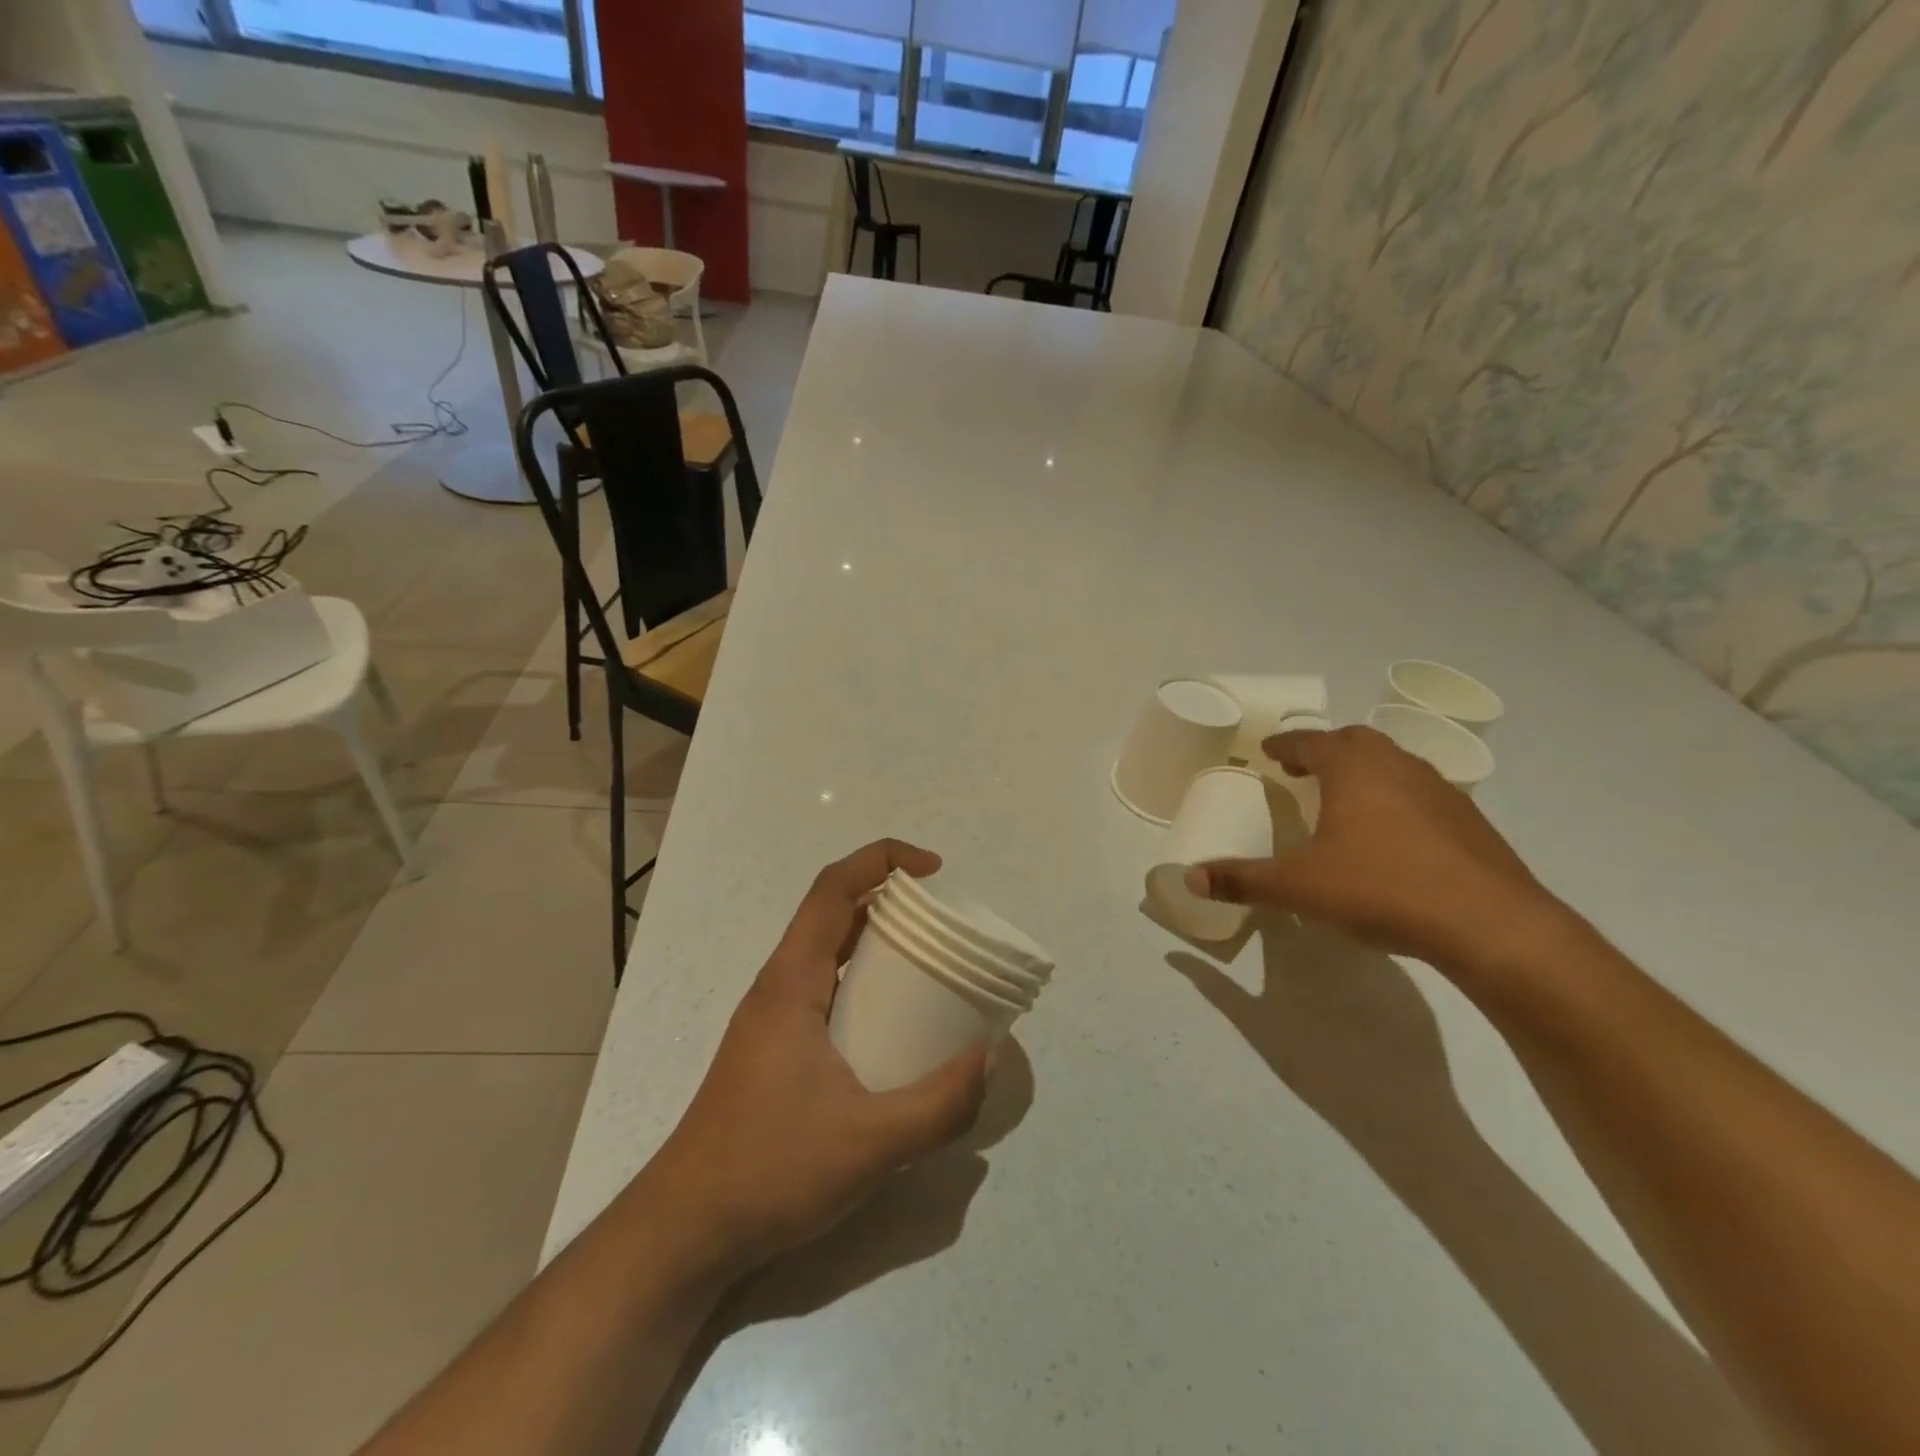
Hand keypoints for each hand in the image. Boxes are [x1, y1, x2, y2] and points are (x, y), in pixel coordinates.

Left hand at [641, 839, 989, 1277]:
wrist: (685, 1232)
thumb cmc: (768, 1172)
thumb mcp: (868, 1144)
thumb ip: (938, 1105)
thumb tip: (989, 1058)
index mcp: (792, 982)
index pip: (833, 888)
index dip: (883, 859)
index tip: (935, 870)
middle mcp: (779, 987)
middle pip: (833, 913)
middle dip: (890, 898)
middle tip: (944, 922)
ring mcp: (774, 1019)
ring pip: (829, 952)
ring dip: (877, 940)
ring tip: (931, 963)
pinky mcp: (776, 1049)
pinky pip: (827, 988)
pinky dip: (866, 981)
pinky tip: (896, 1024)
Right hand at [1186, 726, 1566, 973]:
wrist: (1490, 925)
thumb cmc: (1381, 888)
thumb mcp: (1299, 887)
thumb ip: (1243, 880)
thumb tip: (1190, 877)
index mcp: (1353, 768)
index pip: (1311, 741)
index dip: (1285, 744)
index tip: (1270, 750)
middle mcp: (1397, 766)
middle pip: (1356, 742)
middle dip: (1326, 749)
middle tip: (1303, 770)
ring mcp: (1440, 791)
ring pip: (1394, 764)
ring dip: (1364, 772)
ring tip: (1344, 799)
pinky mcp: (1470, 821)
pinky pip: (1421, 793)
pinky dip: (1397, 799)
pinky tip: (1392, 836)